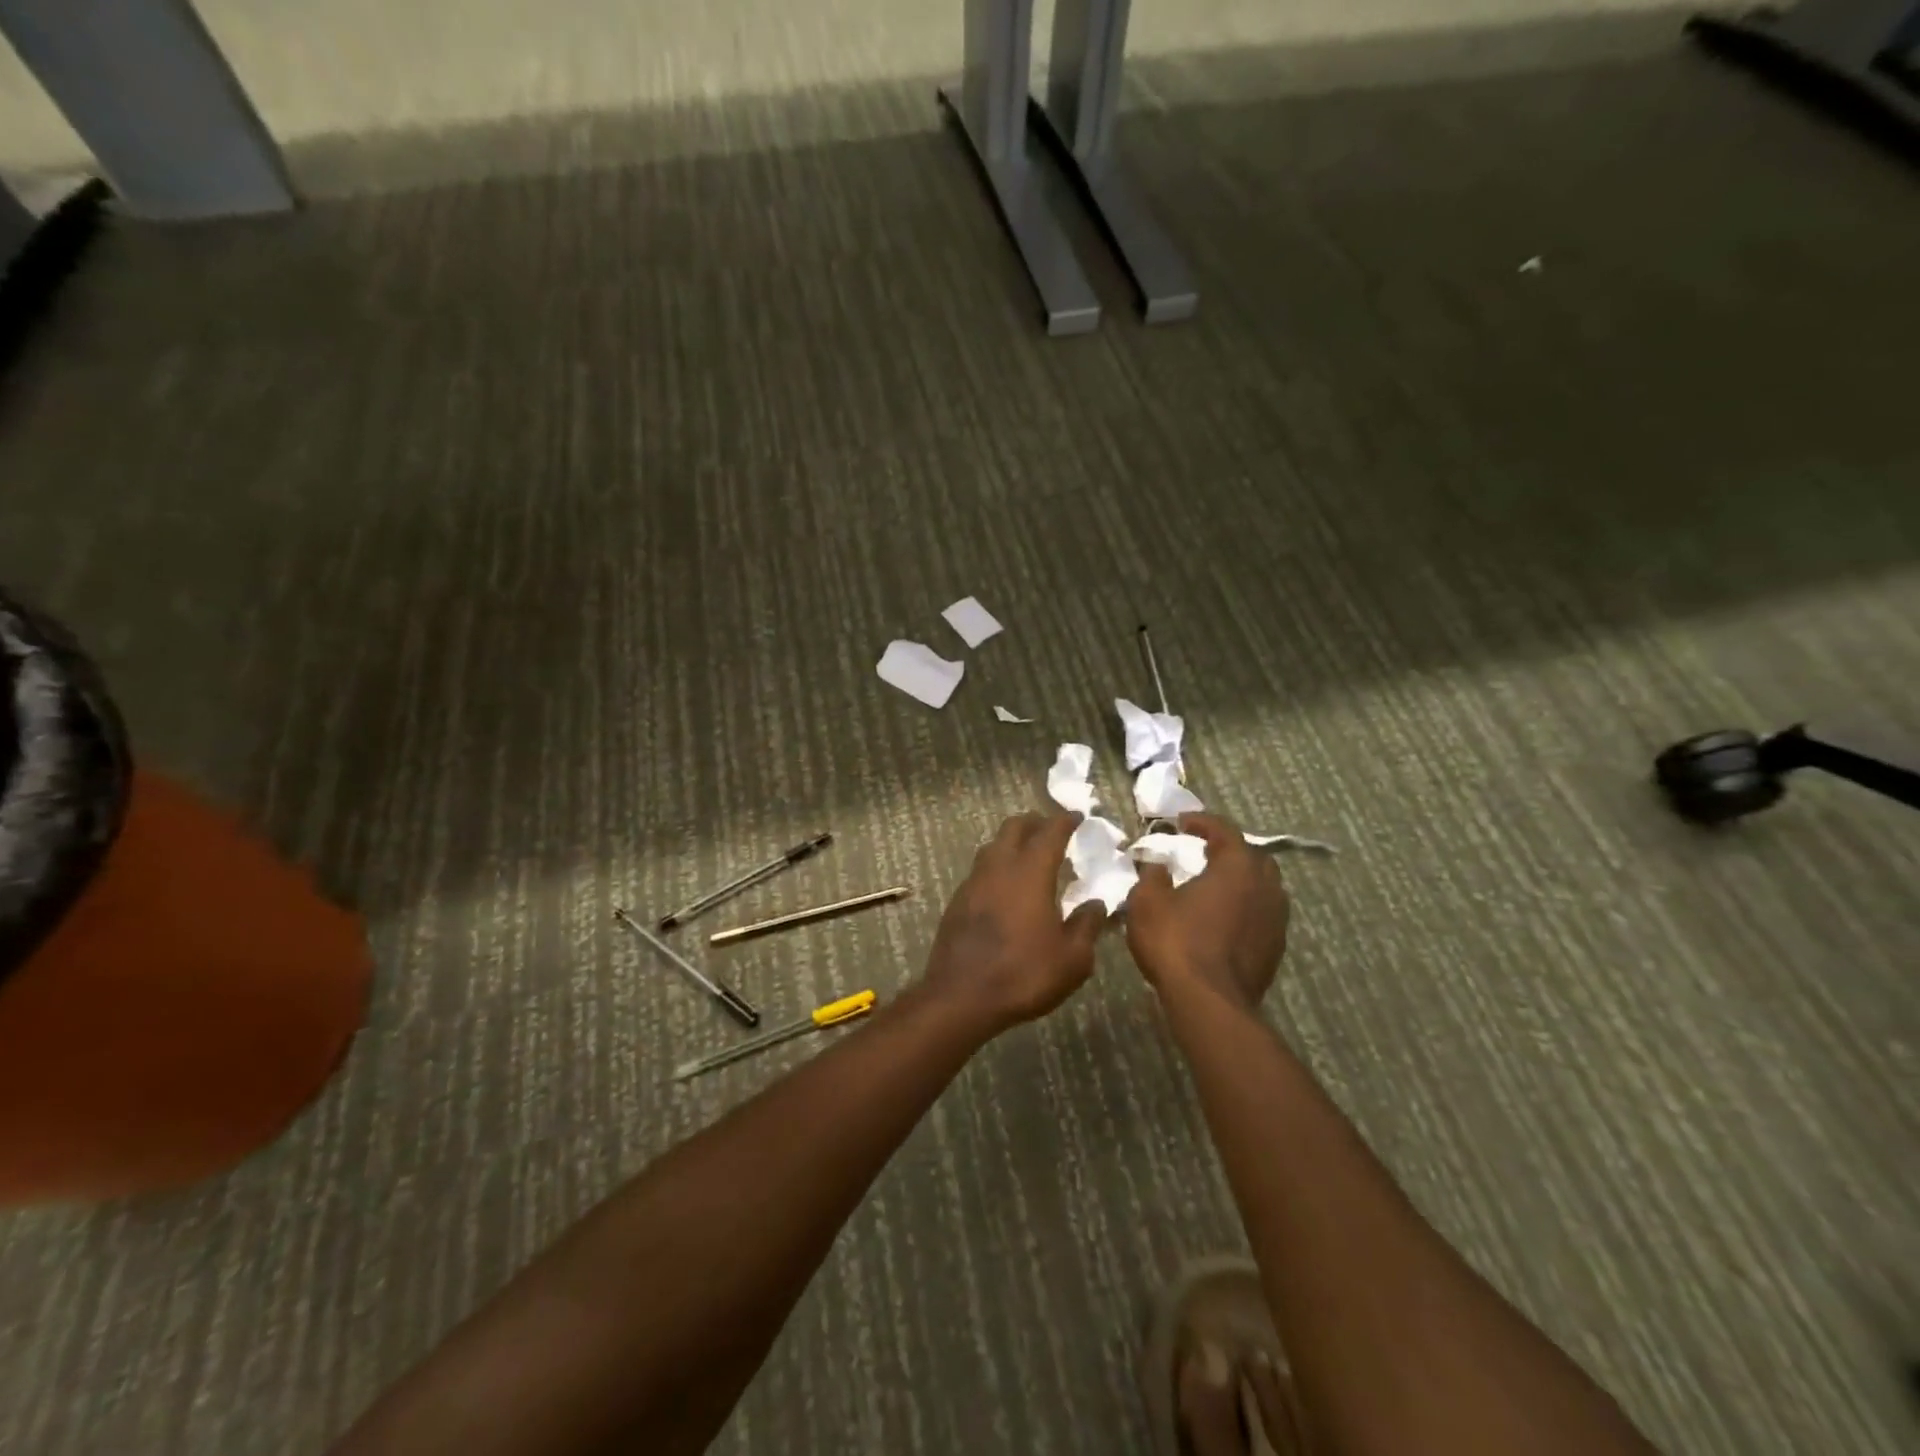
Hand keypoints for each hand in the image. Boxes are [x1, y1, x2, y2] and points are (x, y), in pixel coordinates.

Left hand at [922, 813, 1106, 1034]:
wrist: (961, 996)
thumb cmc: (1024, 974)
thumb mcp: (1072, 959)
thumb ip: (1087, 926)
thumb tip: (1097, 904)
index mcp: (1031, 872)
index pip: (1050, 832)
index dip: (1065, 821)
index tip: (1077, 816)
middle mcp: (999, 867)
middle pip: (1014, 827)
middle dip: (1035, 822)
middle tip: (1051, 830)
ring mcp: (973, 881)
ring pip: (993, 845)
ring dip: (1012, 842)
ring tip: (1028, 855)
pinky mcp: (957, 900)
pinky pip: (980, 869)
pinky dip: (997, 866)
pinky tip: (1004, 887)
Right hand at [1126, 813, 1289, 1011]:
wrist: (1210, 1002)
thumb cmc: (1176, 941)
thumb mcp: (1147, 901)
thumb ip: (1152, 876)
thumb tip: (1158, 866)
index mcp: (1237, 866)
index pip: (1225, 830)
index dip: (1202, 822)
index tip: (1181, 822)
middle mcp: (1265, 886)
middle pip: (1252, 857)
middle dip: (1229, 850)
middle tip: (1203, 852)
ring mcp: (1276, 920)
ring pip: (1262, 887)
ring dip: (1240, 881)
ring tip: (1214, 886)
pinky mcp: (1275, 949)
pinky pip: (1261, 915)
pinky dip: (1244, 908)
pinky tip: (1222, 920)